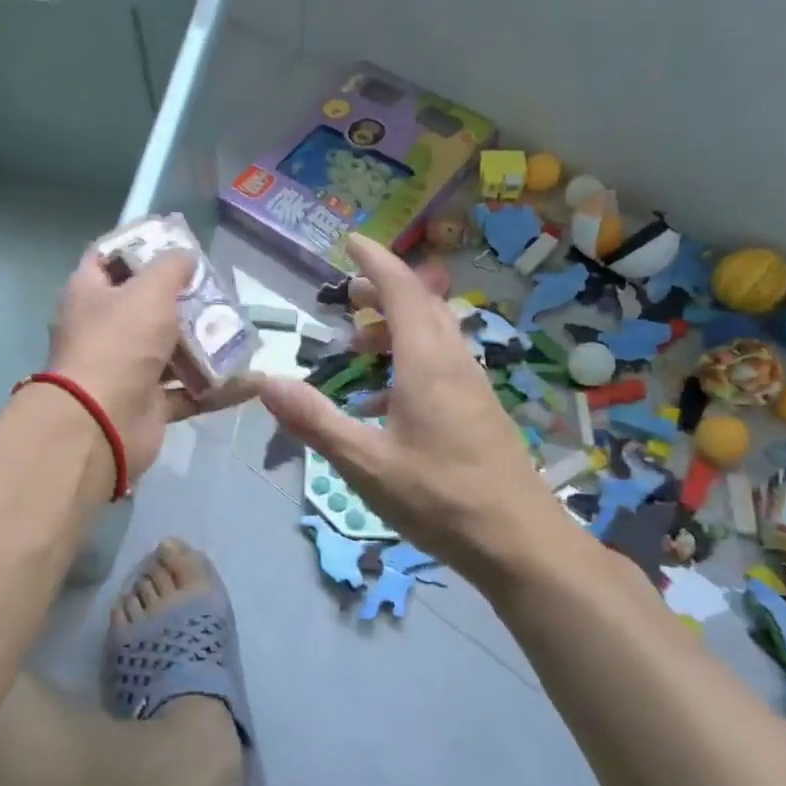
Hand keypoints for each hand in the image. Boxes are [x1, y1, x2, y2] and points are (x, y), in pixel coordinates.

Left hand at [44, 245, 256, 478]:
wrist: (102, 423)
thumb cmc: (120, 343)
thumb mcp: (149, 290)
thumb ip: (171, 267)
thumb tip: (185, 256)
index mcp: (90, 294)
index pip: (109, 257)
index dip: (139, 244)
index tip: (176, 239)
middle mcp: (104, 329)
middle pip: (145, 305)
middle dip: (183, 298)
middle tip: (220, 289)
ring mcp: (126, 369)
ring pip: (170, 350)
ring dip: (205, 344)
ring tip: (242, 331)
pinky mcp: (148, 404)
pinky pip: (188, 391)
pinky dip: (217, 388)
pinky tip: (252, 382)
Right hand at [258, 234, 595, 589]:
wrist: (521, 544)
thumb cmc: (440, 500)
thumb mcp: (365, 464)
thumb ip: (314, 421)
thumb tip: (264, 381)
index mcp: (427, 364)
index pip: (402, 291)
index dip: (375, 261)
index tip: (350, 241)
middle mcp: (454, 364)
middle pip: (422, 305)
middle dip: (383, 290)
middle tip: (345, 296)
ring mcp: (473, 387)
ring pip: (435, 334)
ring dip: (398, 324)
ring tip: (360, 344)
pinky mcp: (481, 411)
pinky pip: (443, 363)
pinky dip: (411, 357)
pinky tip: (386, 398)